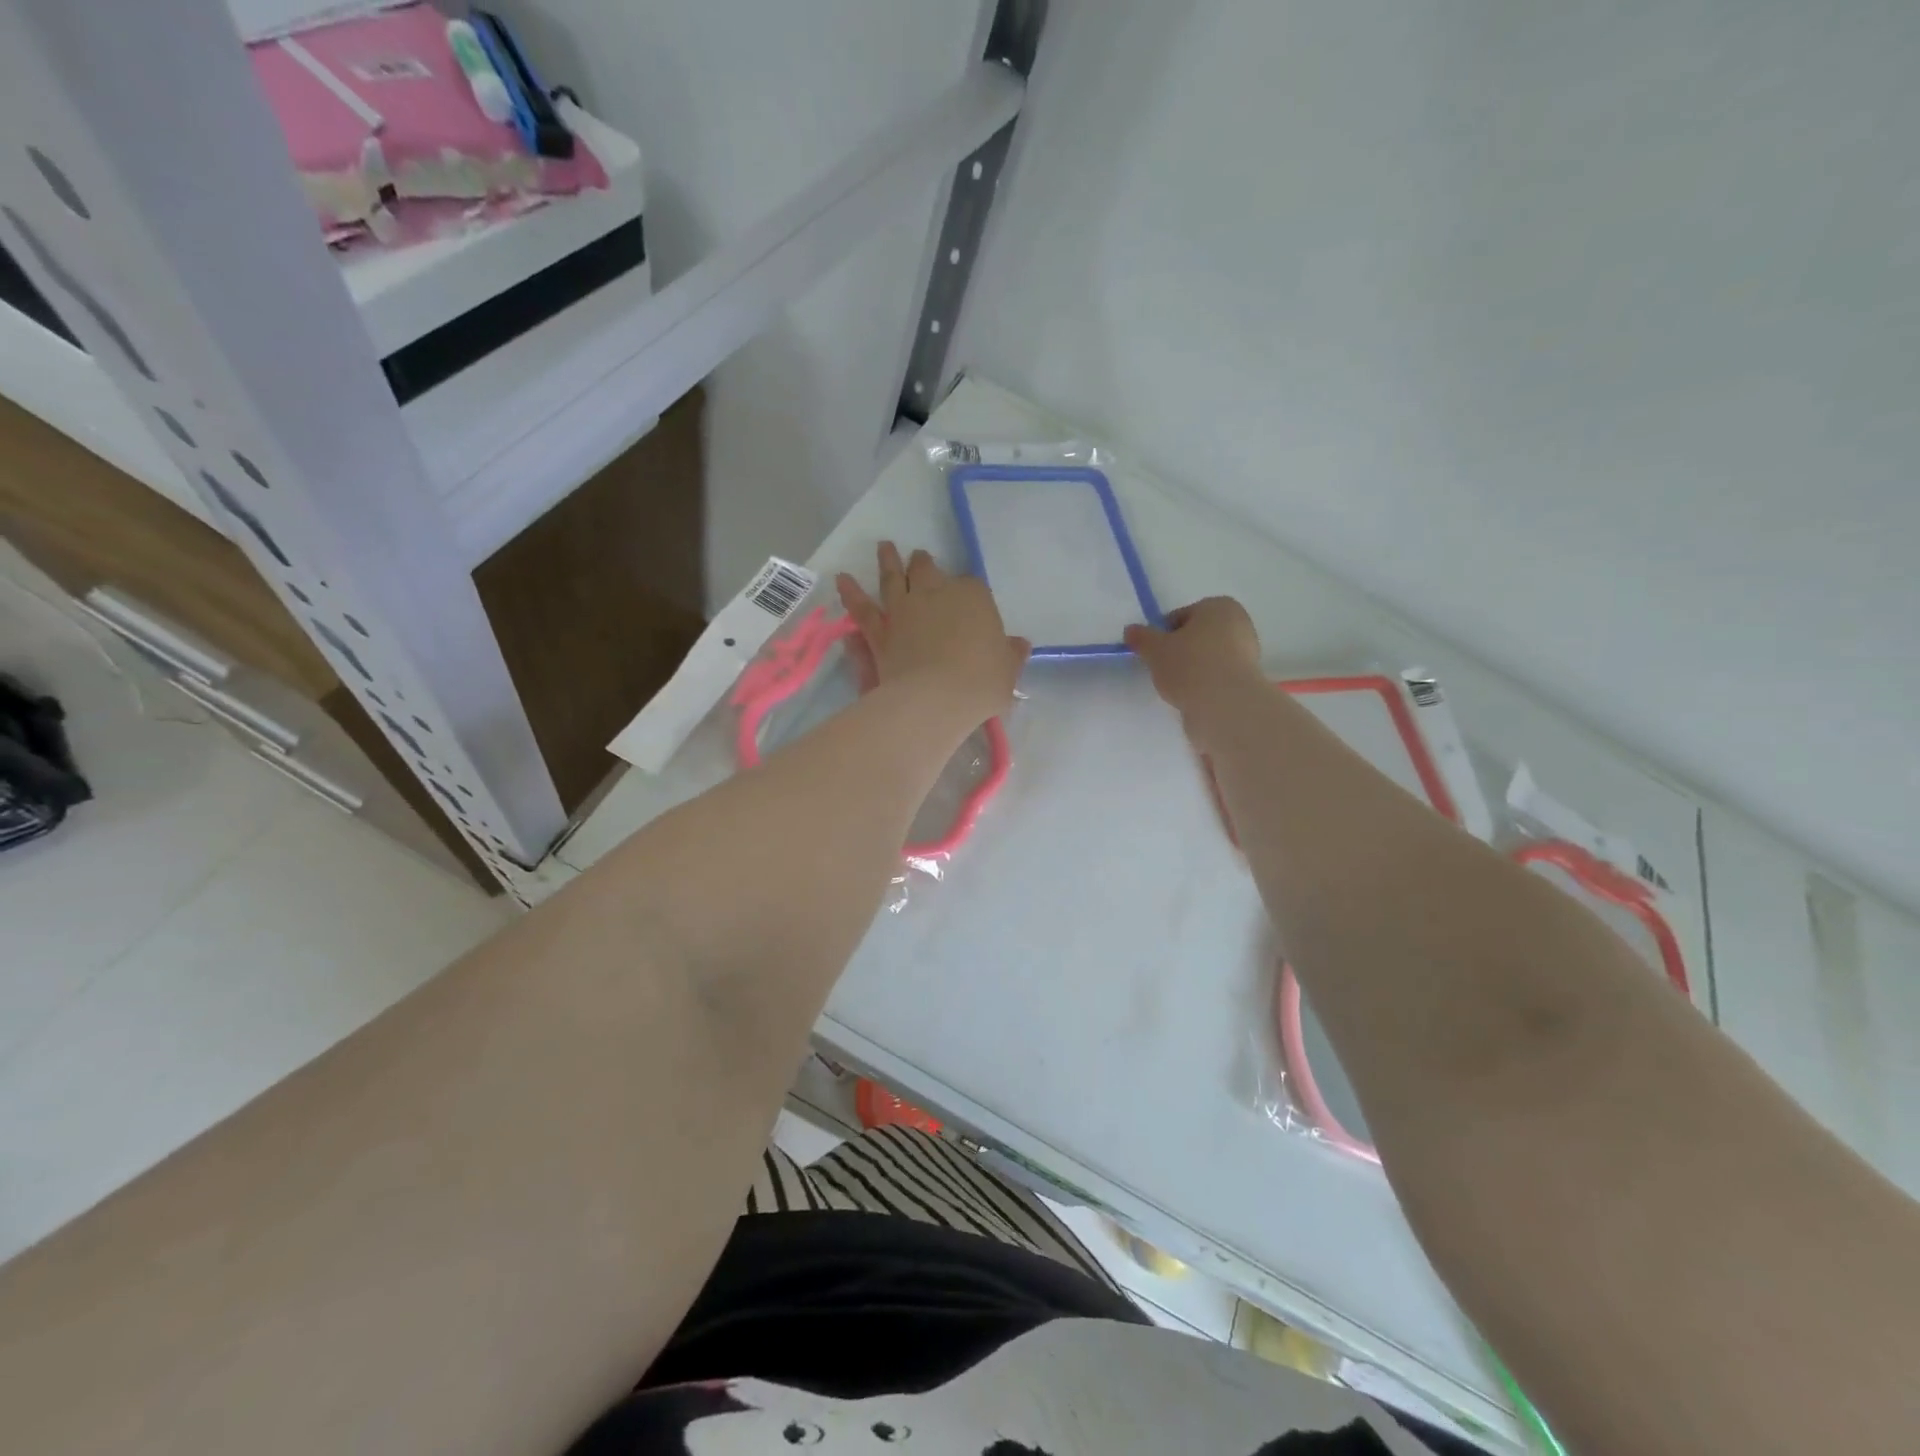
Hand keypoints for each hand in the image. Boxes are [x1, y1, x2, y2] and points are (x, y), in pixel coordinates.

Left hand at [837, 543, 1029, 726]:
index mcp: (973, 597)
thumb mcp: (1008, 670)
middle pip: (927, 570)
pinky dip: (851, 593)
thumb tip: (1019, 644)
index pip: (972, 587)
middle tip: (919, 558)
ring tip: (884, 547)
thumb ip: (1011, 654)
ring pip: (893, 578)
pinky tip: (842, 579)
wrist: (938, 698)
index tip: (967, 599)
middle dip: (924, 563)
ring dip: (888, 561)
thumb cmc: (981, 683)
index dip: (968, 592)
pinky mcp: (880, 630)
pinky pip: (862, 608)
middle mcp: (936, 593)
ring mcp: (904, 608)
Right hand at [1123, 597, 1263, 728]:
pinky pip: (1216, 676)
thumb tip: (1131, 630)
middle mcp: (1239, 623)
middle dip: (1179, 651)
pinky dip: (1204, 684)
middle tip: (1162, 670)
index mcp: (1219, 606)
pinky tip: (1193, 696)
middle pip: (1196, 636)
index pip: (1180, 616)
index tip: (1152, 653)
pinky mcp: (1248, 679)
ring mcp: (1248, 652)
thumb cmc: (1189, 665)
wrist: (1226, 705)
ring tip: (1177, 687)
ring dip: (1191, 669)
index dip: (1161, 634)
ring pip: (1207, 657)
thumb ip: (1141, 637)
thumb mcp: (1155, 649)